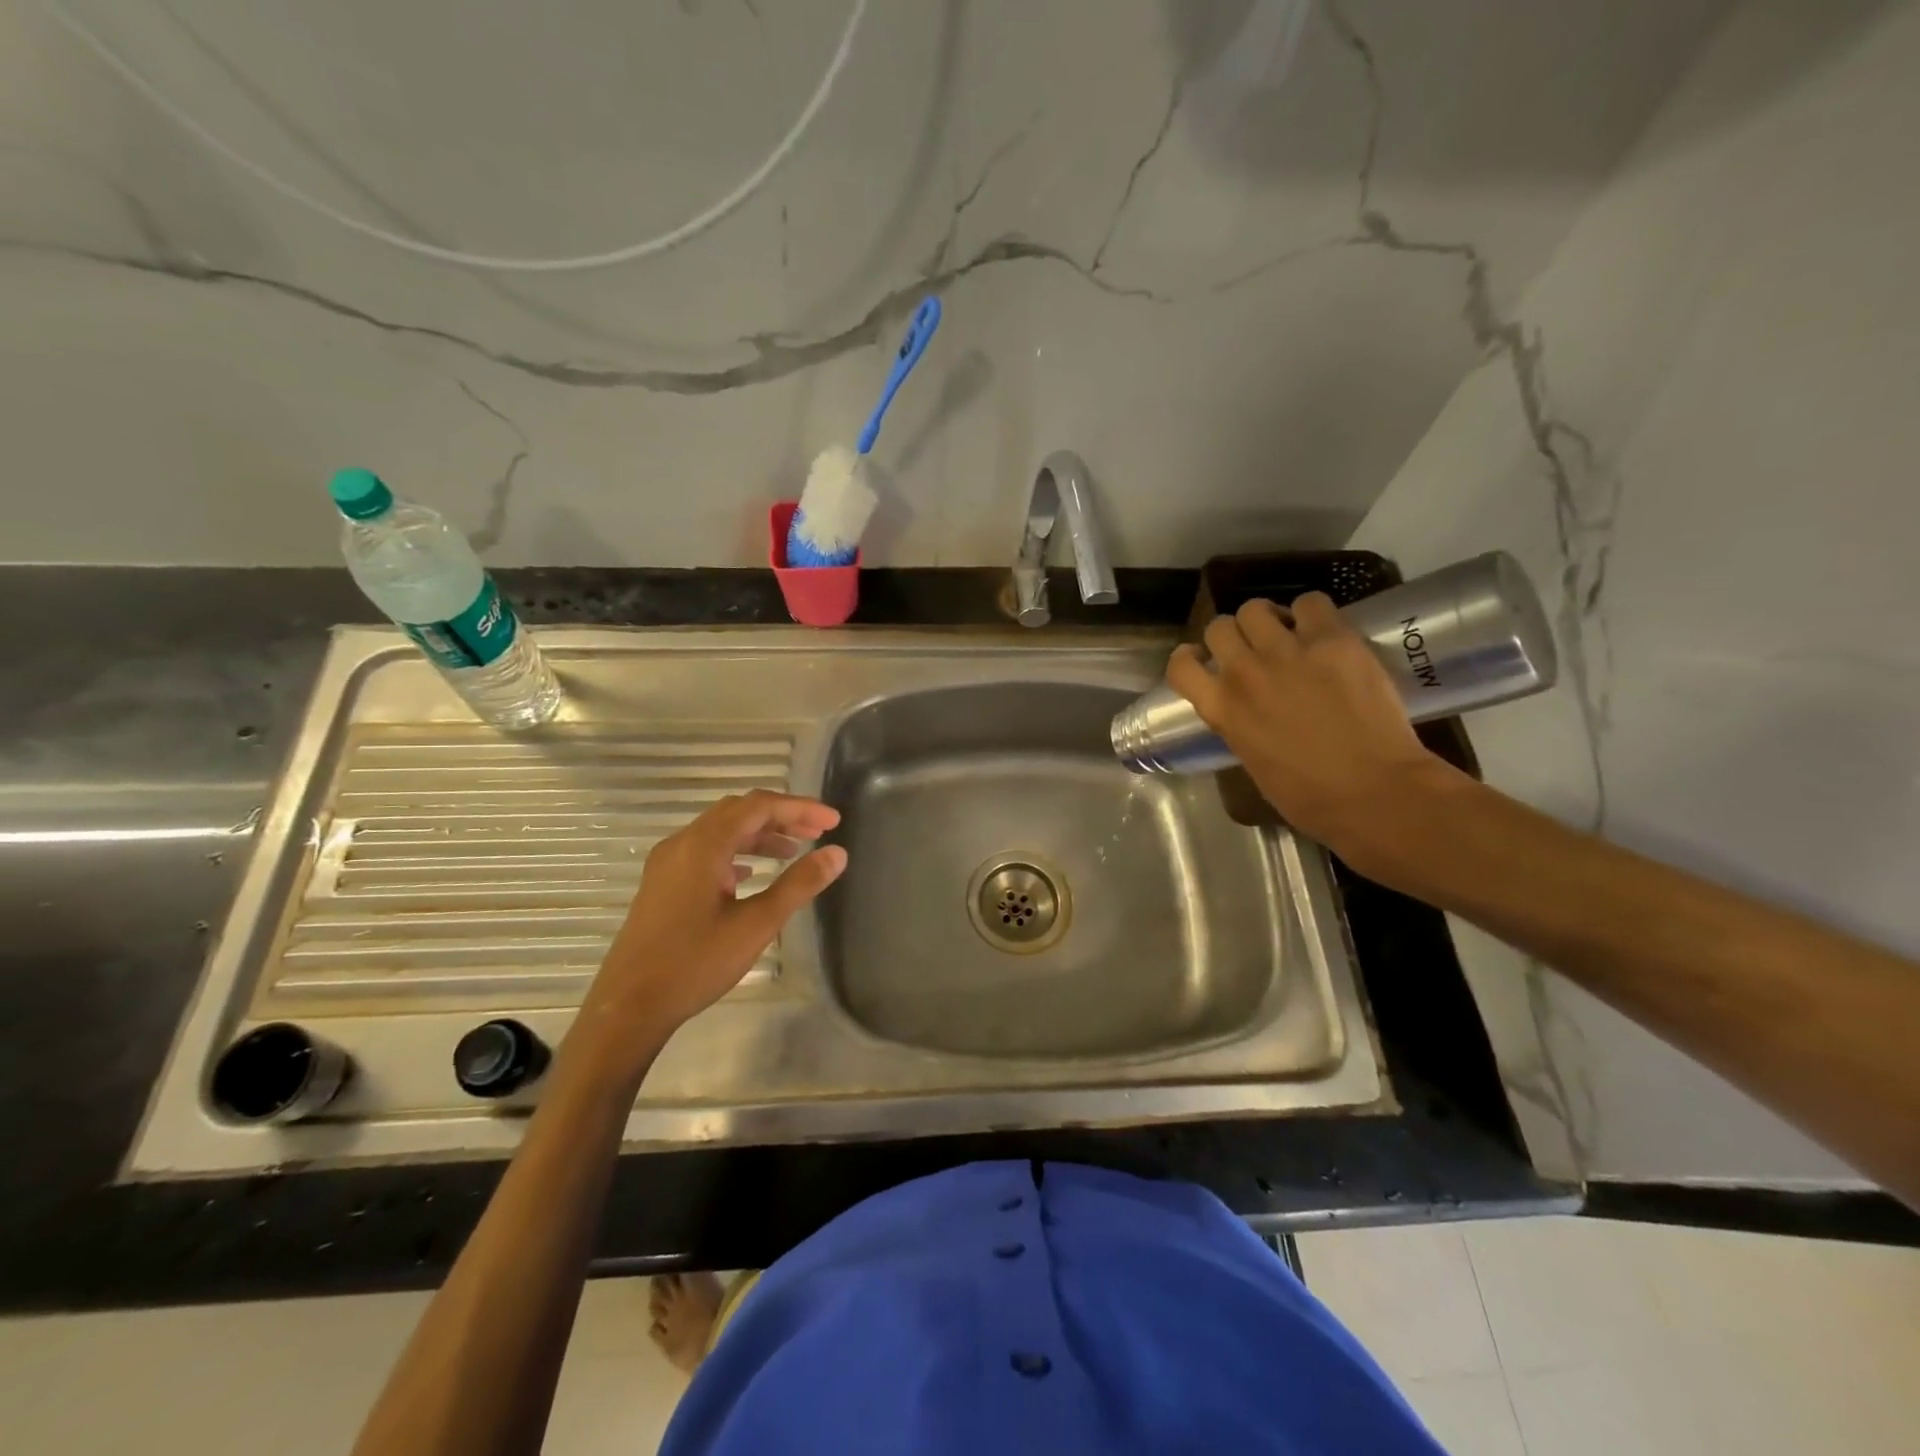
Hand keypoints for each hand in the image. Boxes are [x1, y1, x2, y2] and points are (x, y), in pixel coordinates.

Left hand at [567, 790, 845, 1085]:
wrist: (629, 1007)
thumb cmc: (695, 962)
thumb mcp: (757, 924)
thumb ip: (799, 884)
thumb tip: (837, 853)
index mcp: (703, 845)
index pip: (759, 806)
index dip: (799, 808)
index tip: (833, 821)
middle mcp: (682, 843)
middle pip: (739, 812)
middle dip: (781, 817)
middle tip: (818, 833)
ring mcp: (667, 863)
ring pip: (721, 831)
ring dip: (759, 835)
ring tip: (794, 852)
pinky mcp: (662, 884)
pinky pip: (705, 851)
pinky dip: (736, 852)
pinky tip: (751, 873)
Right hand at [1166, 593, 1457, 873]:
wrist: (1374, 791)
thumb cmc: (1309, 796)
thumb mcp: (1252, 762)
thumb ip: (1240, 726)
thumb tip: (1248, 712)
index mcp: (1221, 709)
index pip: (1180, 666)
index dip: (1190, 657)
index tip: (1203, 659)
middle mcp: (1244, 673)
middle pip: (1219, 626)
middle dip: (1234, 635)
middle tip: (1255, 649)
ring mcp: (1287, 652)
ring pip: (1256, 608)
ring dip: (1267, 619)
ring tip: (1288, 634)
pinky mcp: (1332, 639)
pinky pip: (1310, 602)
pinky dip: (1312, 613)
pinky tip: (1323, 632)